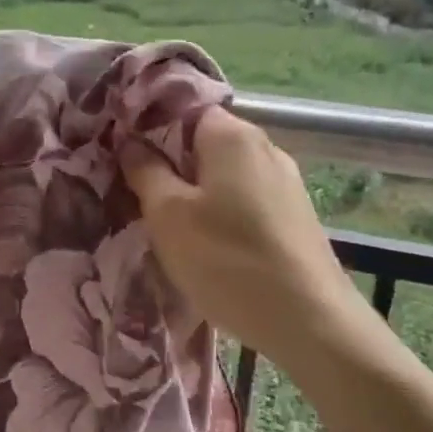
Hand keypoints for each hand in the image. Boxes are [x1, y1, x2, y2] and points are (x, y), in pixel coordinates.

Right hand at [119, 106, 355, 358]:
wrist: (310, 323)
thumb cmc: (228, 260)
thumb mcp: (168, 215)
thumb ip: (145, 170)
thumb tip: (130, 141)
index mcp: (232, 135)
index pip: (182, 109)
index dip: (148, 126)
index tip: (121, 152)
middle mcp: (264, 146)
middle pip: (203, 140)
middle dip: (169, 161)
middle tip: (135, 191)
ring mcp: (285, 181)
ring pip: (224, 172)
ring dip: (194, 190)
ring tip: (167, 221)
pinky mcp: (294, 214)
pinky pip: (244, 197)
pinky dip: (220, 209)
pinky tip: (207, 241)